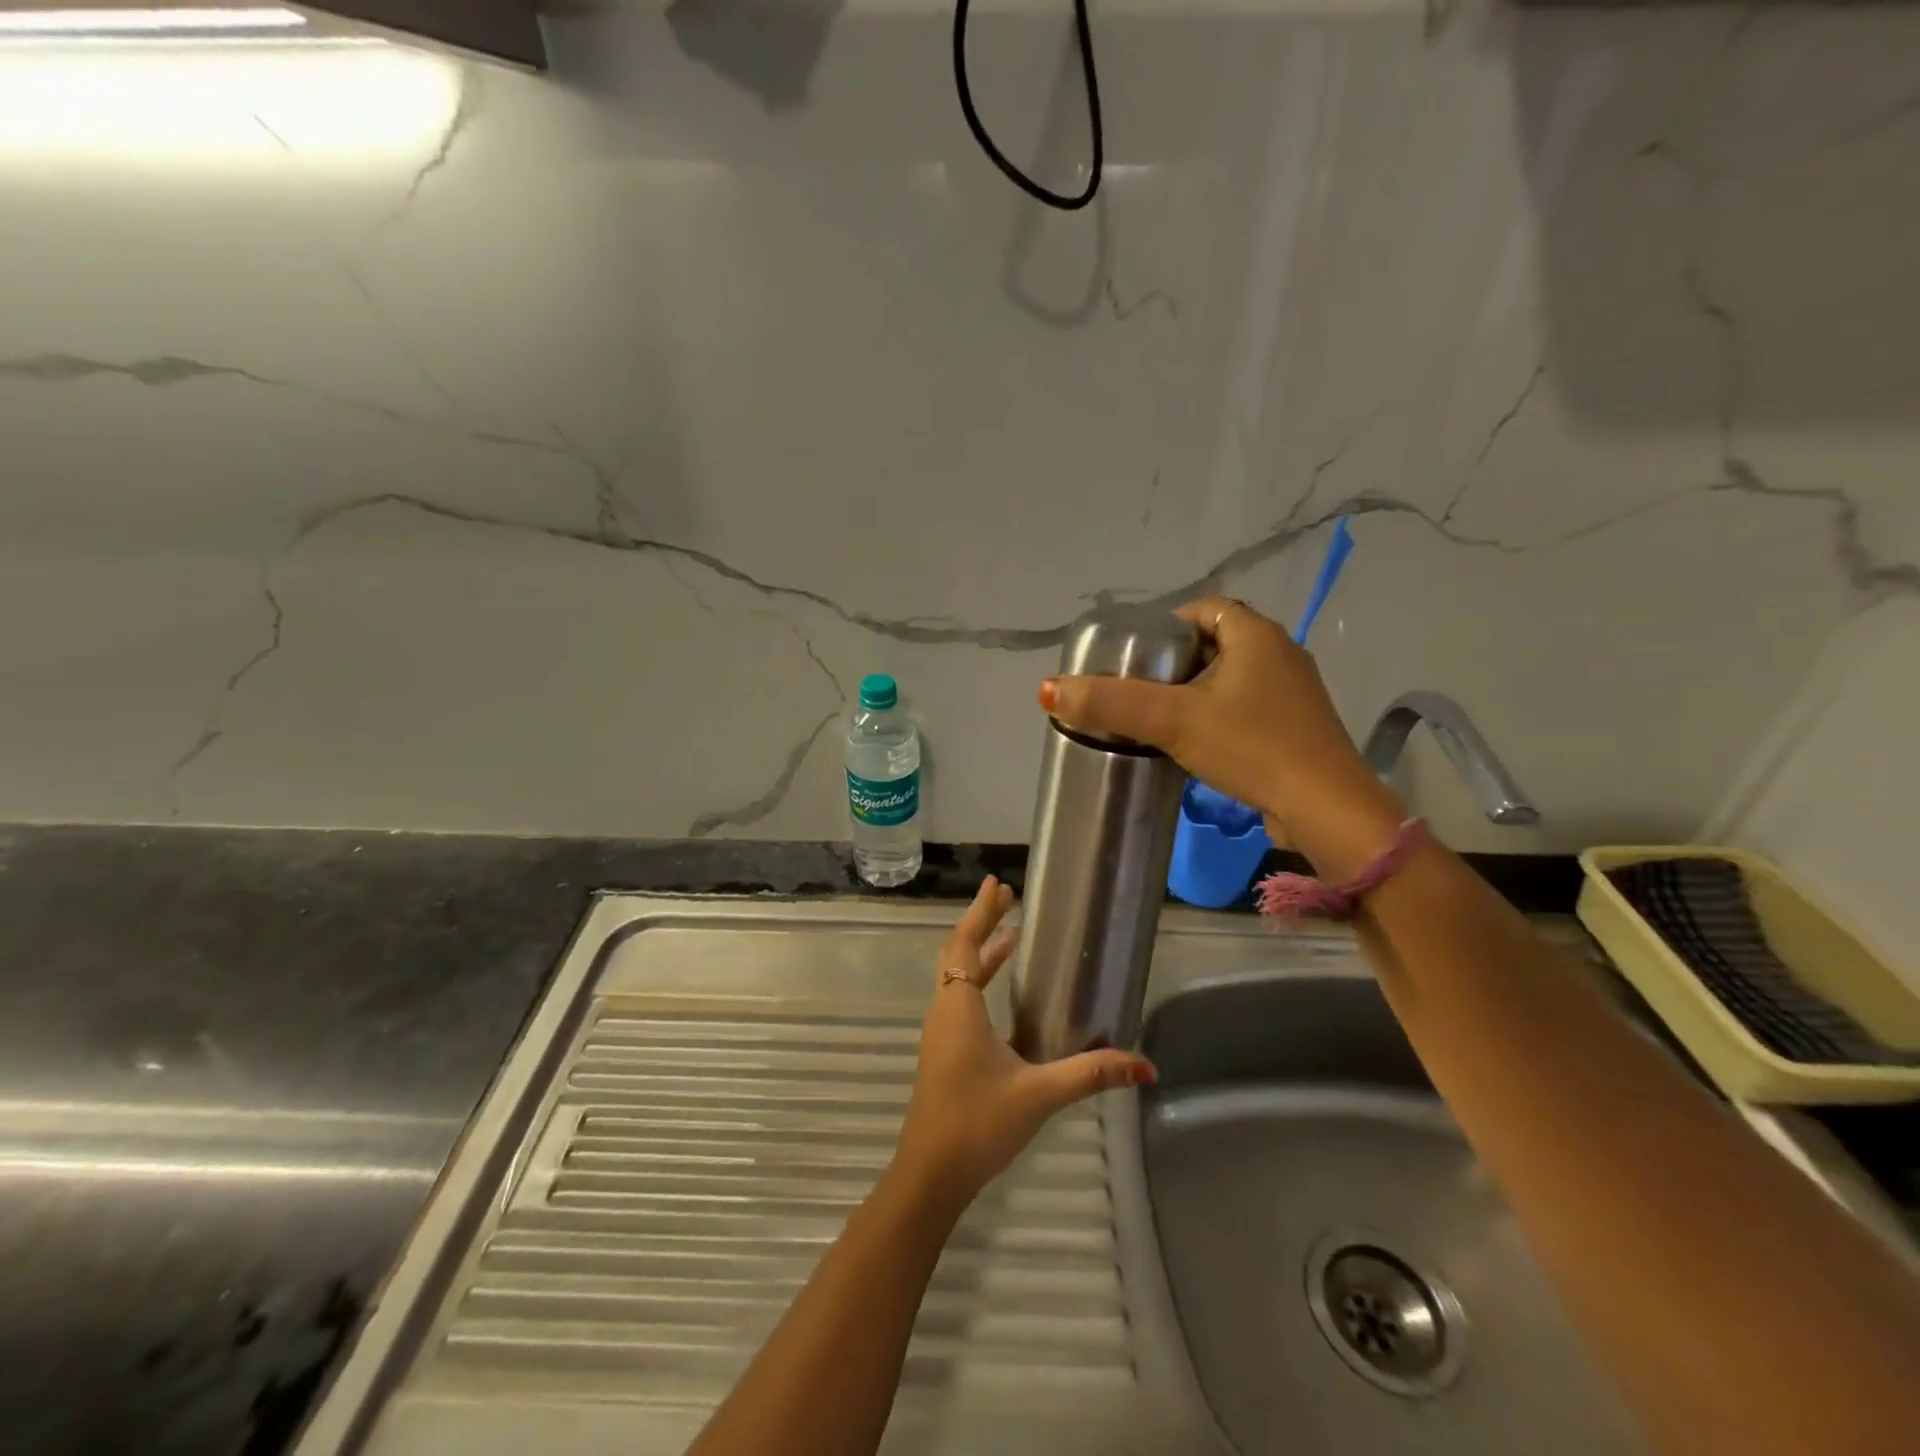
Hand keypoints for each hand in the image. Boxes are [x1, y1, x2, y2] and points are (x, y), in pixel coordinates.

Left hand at [891, 876, 1154, 1216]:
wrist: (930, 1175)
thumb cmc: (978, 1124)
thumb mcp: (1038, 1094)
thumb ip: (1090, 1075)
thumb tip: (1144, 1065)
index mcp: (960, 1008)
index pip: (965, 944)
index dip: (980, 912)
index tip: (995, 884)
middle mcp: (945, 1011)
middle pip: (958, 953)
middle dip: (981, 923)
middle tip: (1005, 897)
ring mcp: (941, 1033)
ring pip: (958, 977)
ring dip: (981, 953)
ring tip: (1011, 935)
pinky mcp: (944, 1053)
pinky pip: (960, 999)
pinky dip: (979, 980)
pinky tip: (1001, 993)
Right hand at [1039, 596, 1404, 876]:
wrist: (1325, 810)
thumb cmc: (1251, 747)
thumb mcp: (1173, 720)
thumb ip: (1112, 702)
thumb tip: (1049, 689)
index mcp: (1257, 635)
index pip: (1204, 609)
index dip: (1165, 626)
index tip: (1135, 656)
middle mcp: (1281, 655)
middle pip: (1215, 645)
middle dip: (1174, 664)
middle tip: (1138, 689)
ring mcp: (1293, 695)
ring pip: (1230, 680)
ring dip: (1195, 694)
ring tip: (1158, 719)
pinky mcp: (1296, 729)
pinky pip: (1246, 709)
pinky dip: (1218, 718)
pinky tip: (1196, 746)